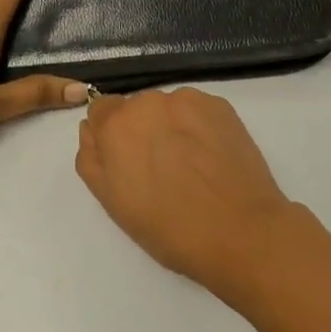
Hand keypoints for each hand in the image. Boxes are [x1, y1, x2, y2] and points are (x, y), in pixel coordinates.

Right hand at [75, 88, 294, 297]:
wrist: (240, 231)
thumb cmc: (169, 227)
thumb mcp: (113, 202)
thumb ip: (91, 159)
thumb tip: (91, 130)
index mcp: (116, 125)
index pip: (101, 111)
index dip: (112, 137)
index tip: (128, 162)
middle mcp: (149, 101)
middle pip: (136, 108)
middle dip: (142, 131)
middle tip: (161, 170)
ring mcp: (188, 100)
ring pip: (168, 108)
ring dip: (171, 126)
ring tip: (191, 166)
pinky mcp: (220, 105)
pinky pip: (197, 110)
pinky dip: (199, 127)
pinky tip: (211, 158)